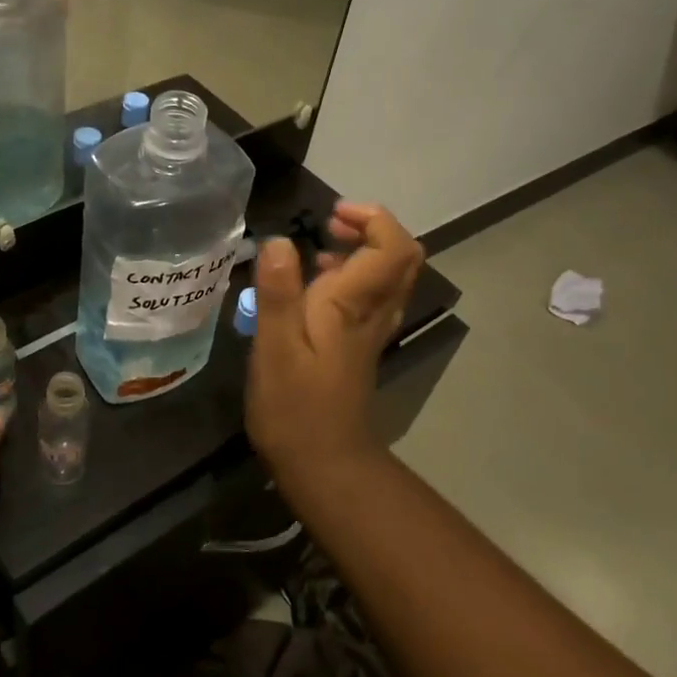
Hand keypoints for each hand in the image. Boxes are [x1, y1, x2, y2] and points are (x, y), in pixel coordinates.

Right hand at [245, 202, 423, 482]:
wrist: (323, 462)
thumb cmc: (293, 405)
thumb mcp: (274, 347)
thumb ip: (278, 291)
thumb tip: (277, 240)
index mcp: (354, 305)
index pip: (393, 246)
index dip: (372, 218)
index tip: (330, 214)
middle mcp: (373, 312)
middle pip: (401, 256)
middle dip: (371, 228)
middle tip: (328, 225)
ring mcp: (370, 330)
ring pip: (389, 276)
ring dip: (362, 251)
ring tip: (316, 249)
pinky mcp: (359, 345)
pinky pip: (371, 296)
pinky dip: (351, 276)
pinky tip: (312, 288)